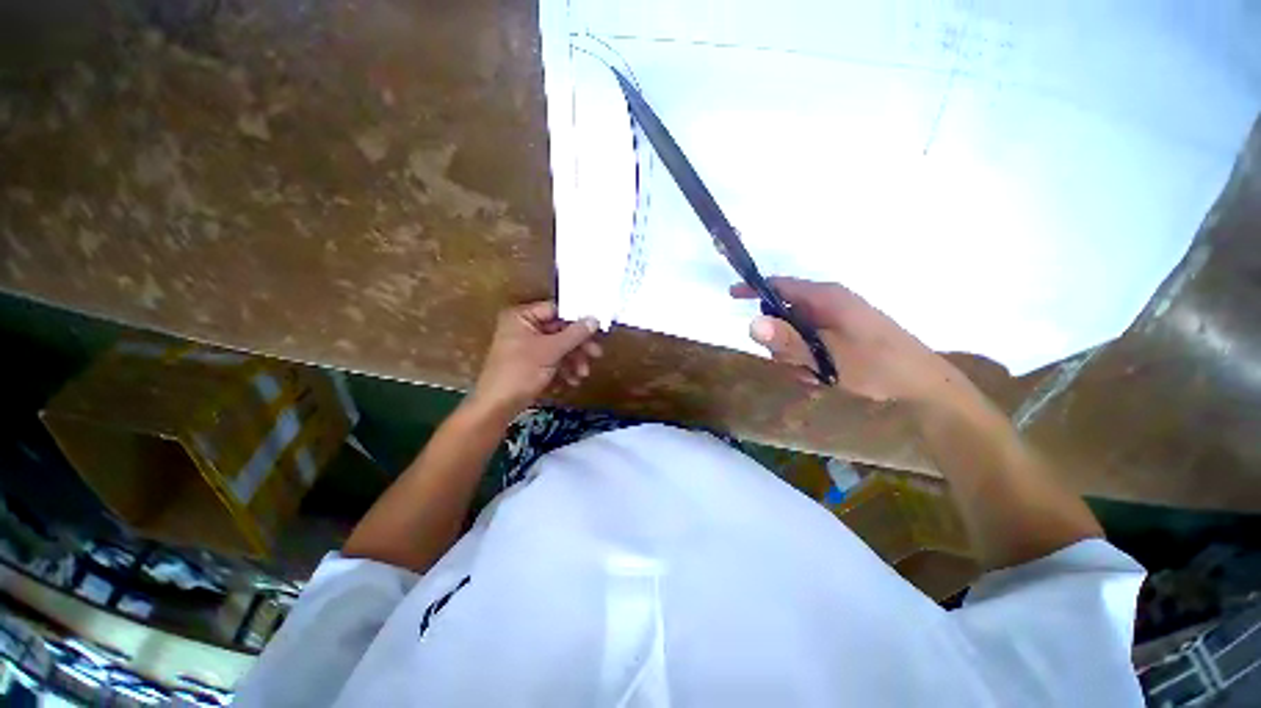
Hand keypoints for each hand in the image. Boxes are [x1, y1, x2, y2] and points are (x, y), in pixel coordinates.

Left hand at [468, 302, 601, 418]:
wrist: (497, 406)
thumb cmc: (521, 371)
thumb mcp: (551, 350)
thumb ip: (575, 334)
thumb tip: (595, 319)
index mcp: (522, 317)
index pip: (556, 311)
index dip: (577, 320)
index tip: (596, 329)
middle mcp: (524, 328)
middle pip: (560, 331)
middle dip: (577, 347)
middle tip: (596, 354)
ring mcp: (527, 347)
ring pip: (558, 348)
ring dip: (573, 361)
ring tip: (582, 375)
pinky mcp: (530, 364)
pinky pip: (552, 360)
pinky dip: (563, 369)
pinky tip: (572, 381)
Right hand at [731, 277, 964, 403]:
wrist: (923, 385)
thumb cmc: (876, 365)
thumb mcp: (826, 356)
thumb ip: (788, 341)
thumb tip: (751, 323)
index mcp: (825, 297)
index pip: (779, 285)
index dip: (753, 289)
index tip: (731, 295)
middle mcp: (827, 304)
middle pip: (783, 315)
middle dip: (780, 341)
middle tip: (792, 363)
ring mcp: (835, 320)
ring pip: (795, 333)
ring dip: (795, 356)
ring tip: (814, 374)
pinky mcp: (840, 335)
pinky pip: (810, 343)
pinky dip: (808, 361)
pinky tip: (822, 377)